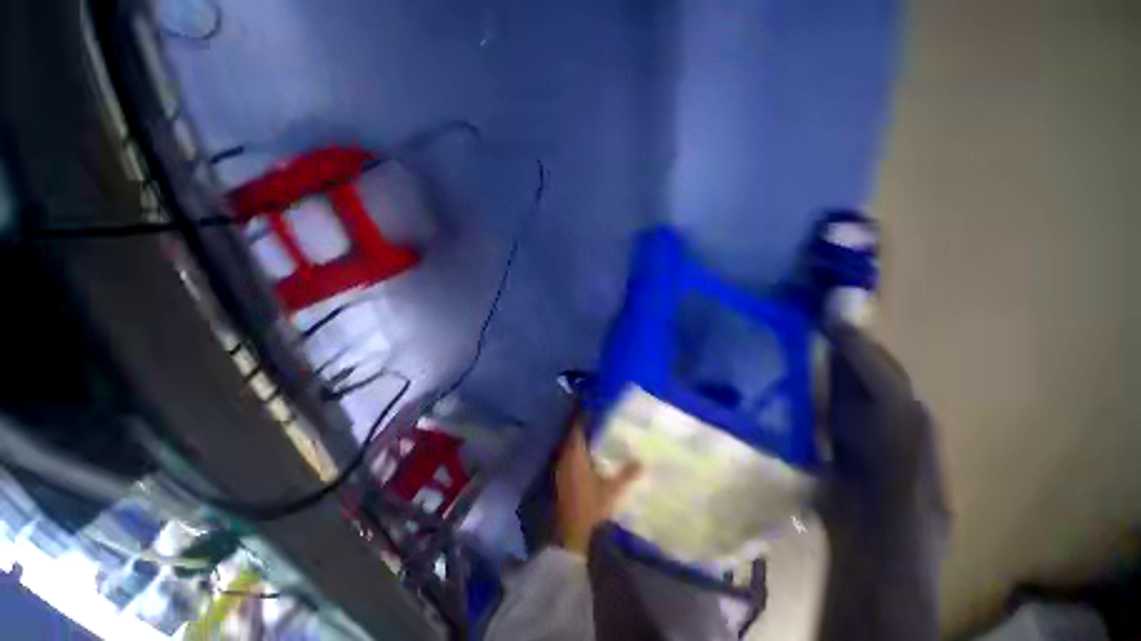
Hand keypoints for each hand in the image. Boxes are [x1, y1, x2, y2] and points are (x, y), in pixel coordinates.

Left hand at [554, 412, 641, 554]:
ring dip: (577, 440)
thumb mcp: (612, 489)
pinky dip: (575, 452)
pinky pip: (567, 458)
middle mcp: (565, 458)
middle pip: (571, 437)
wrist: (572, 531)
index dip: (581, 419)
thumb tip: (642, 461)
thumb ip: (627, 474)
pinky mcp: (561, 479)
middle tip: (594, 420)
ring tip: (592, 435)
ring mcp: (561, 469)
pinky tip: (585, 456)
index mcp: (575, 455)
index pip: (576, 430)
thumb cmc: (591, 505)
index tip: (589, 409)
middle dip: (580, 428)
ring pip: (568, 448)